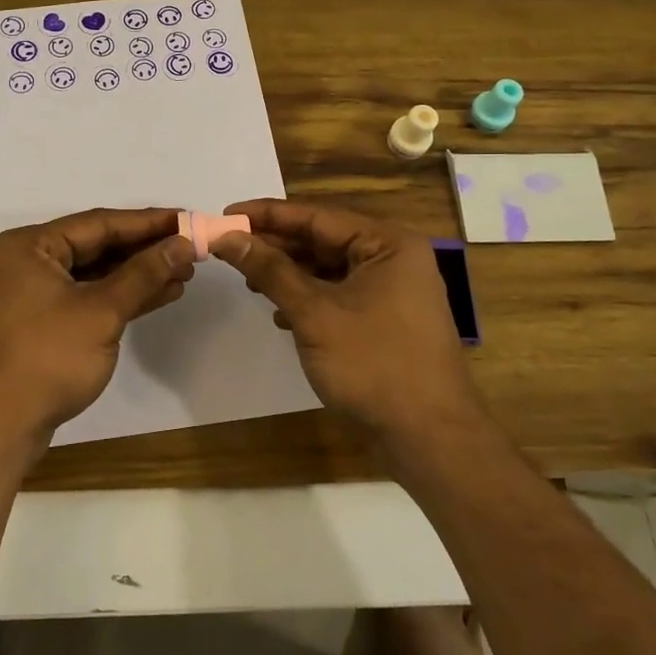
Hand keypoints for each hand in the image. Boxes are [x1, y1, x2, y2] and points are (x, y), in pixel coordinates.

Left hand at [0, 208, 194, 448]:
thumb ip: (144, 274)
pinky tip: (160, 295)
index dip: (148, 222)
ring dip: (138, 275)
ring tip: (184, 272)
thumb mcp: (101, 312)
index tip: (188, 218)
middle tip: (191, 248)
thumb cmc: (46, 359)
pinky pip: (88, 298)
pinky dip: (121, 297)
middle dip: (145, 249)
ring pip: (95, 274)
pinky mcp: (43, 323)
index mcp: (31, 246)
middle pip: (97, 246)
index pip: (99, 223)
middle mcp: (28, 262)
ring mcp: (33, 294)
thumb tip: (183, 243)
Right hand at [210, 200, 480, 442]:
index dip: (267, 214)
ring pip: (328, 270)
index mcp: (387, 244)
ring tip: (248, 279)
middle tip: (229, 247)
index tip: (226, 215)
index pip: (317, 217)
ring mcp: (392, 292)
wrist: (429, 440)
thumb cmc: (373, 364)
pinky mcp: (385, 321)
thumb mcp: (314, 313)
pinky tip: (279, 314)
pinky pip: (338, 295)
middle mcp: (393, 259)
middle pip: (323, 240)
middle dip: (276, 246)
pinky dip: (307, 299)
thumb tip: (226, 237)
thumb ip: (270, 270)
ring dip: (288, 274)